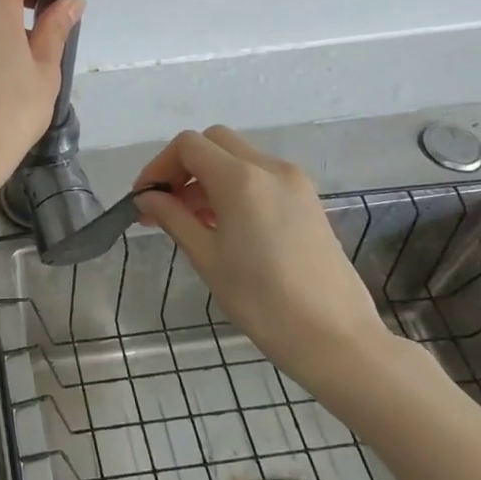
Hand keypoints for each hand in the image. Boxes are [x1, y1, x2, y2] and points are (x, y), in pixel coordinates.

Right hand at [134, 127, 396, 396]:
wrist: (335, 338)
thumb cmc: (262, 301)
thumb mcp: (206, 258)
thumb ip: (172, 217)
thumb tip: (147, 198)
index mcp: (242, 179)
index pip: (189, 146)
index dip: (159, 165)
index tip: (145, 198)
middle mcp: (270, 168)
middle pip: (215, 141)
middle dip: (184, 165)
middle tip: (166, 203)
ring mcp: (294, 182)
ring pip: (239, 157)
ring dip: (208, 176)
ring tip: (190, 220)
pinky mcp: (307, 200)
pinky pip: (261, 176)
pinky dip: (234, 186)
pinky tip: (223, 225)